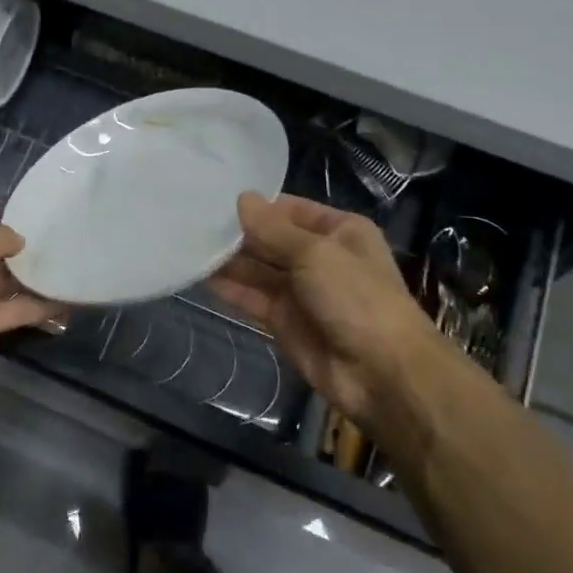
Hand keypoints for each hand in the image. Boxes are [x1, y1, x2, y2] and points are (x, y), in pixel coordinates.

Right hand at [209, 193, 451, 438]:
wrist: (382, 374)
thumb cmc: (356, 298)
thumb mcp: (315, 254)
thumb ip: (273, 229)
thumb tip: (241, 198)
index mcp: (339, 231)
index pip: (290, 209)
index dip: (257, 206)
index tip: (215, 197)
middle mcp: (320, 257)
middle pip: (272, 239)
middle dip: (238, 233)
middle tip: (192, 220)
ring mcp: (302, 291)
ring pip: (259, 269)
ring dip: (230, 260)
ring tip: (190, 244)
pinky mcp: (286, 322)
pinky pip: (254, 298)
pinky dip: (232, 289)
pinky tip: (202, 276)